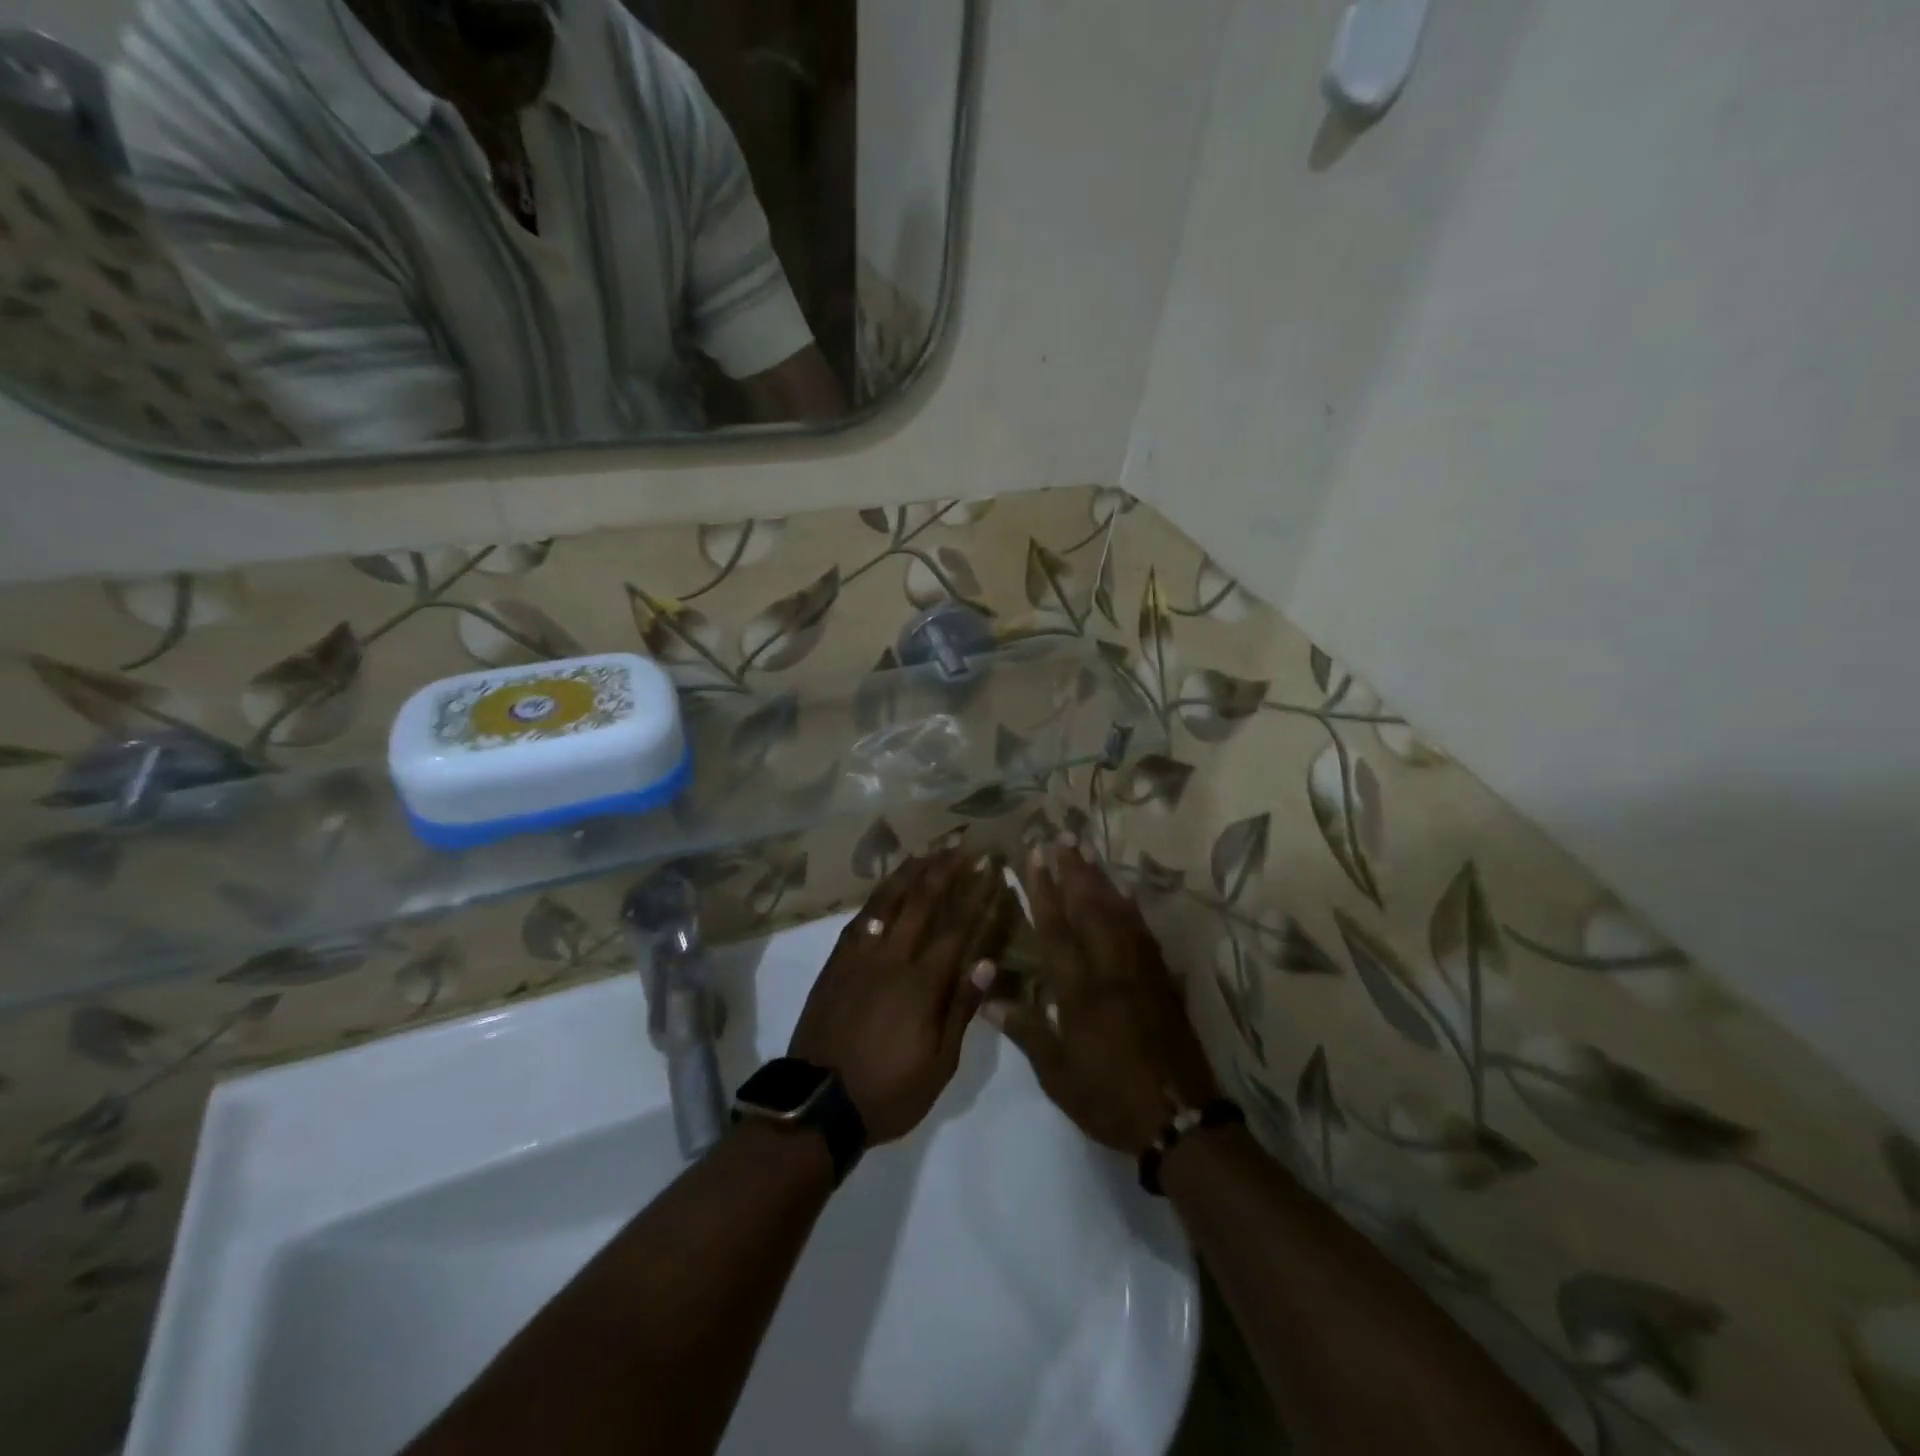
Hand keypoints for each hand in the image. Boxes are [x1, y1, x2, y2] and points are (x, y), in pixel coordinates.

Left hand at [789, 850, 1017, 1144]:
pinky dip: (878, 896)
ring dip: (910, 872)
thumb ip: (961, 1009)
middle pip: (922, 902)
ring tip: (928, 851)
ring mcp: (859, 956)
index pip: (958, 928)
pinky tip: (887, 887)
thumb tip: (987, 963)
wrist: (818, 1103)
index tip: (992, 870)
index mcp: (922, 984)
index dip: (977, 896)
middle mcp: (892, 958)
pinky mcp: (836, 962)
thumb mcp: (939, 1064)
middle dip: (946, 870)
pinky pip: (860, 918)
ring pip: (887, 901)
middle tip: (964, 847)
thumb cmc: (888, 1091)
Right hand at [985, 840, 1218, 1152]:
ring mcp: (1142, 972)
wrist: (1180, 1121)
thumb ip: (1026, 1031)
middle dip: (1074, 870)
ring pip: (1119, 913)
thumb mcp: (1058, 1075)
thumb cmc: (1110, 1099)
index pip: (1057, 929)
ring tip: (1086, 853)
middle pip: (1091, 909)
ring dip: (1101, 880)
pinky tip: (1124, 895)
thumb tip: (987, 998)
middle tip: (1062, 837)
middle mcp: (1111, 970)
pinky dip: (1129, 907)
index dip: (1043, 890)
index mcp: (1081, 991)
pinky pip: (1143, 932)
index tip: (1034, 857)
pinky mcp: (1163, 980)